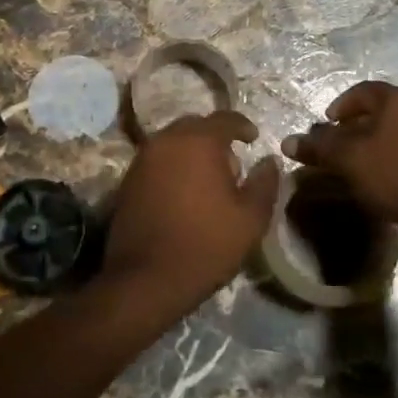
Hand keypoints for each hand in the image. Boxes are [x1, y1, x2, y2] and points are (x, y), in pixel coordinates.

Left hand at [99, 112, 281, 322]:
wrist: (146, 278)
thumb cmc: (206, 244)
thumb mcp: (250, 219)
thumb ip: (265, 183)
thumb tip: (269, 161)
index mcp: (198, 141)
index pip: (225, 118)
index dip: (243, 126)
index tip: (254, 139)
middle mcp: (166, 140)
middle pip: (195, 126)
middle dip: (215, 138)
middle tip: (231, 164)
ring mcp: (142, 159)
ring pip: (173, 142)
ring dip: (192, 152)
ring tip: (208, 180)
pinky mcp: (128, 179)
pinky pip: (157, 160)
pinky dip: (173, 166)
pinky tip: (184, 193)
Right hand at [282, 82, 397, 241]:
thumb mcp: (350, 162)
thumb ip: (319, 148)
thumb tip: (287, 142)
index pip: (363, 91)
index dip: (341, 106)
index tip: (327, 125)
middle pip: (382, 108)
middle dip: (358, 125)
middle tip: (342, 146)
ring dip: (379, 139)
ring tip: (365, 163)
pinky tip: (393, 175)